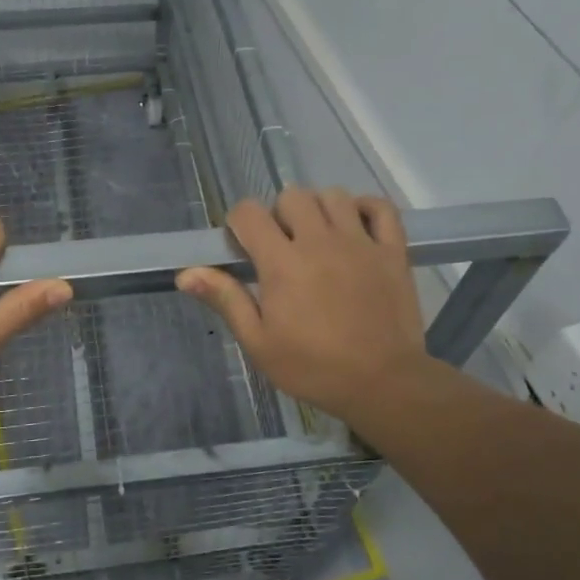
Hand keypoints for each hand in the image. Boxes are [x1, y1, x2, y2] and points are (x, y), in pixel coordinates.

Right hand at [178, 188, 431, 425]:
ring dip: (319, 209)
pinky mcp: (393, 250)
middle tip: (282, 247)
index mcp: (282, 262)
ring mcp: (360, 242)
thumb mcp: (259, 342)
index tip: (244, 247)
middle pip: (292, 196)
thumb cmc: (313, 367)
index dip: (239, 223)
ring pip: (333, 196)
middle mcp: (320, 241)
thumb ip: (226, 300)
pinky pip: (381, 208)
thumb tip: (186, 273)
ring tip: (318, 239)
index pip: (249, 213)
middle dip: (279, 215)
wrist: (383, 384)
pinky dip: (366, 208)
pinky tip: (356, 228)